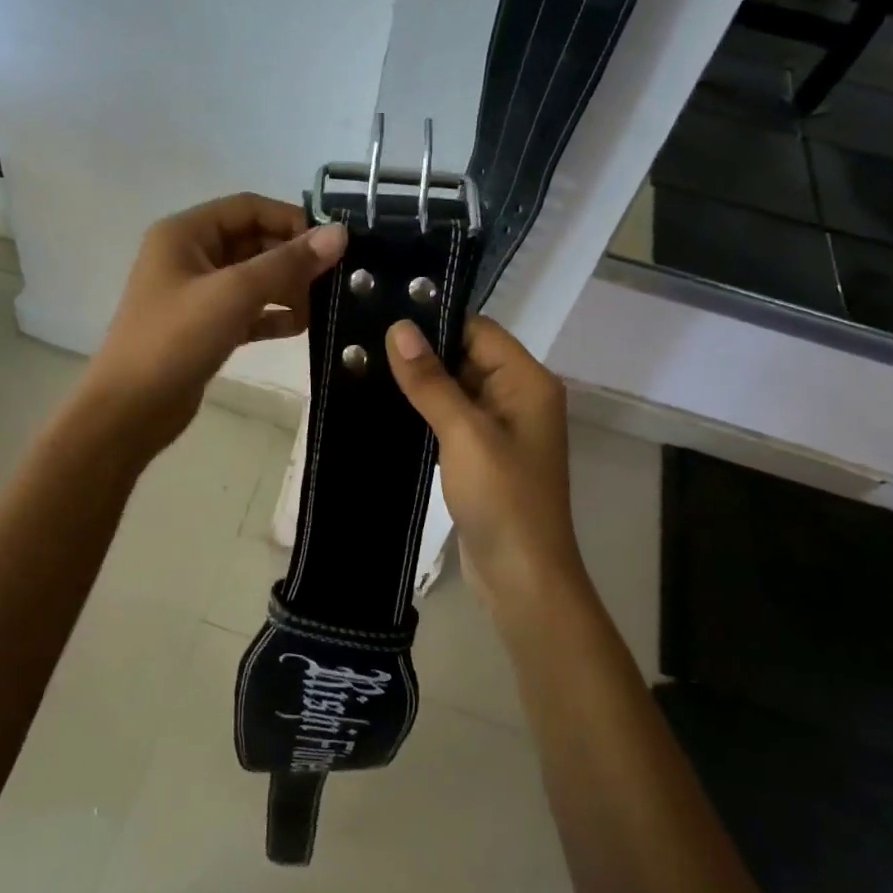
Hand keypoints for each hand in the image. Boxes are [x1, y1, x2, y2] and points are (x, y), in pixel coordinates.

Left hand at [82, 194, 347, 456]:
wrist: (130, 409)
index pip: (249, 208)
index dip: (291, 219)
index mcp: (186, 233)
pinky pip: (247, 310)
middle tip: (335, 278)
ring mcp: (196, 294)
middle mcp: (190, 255)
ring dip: (287, 287)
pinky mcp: (205, 328)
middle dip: (293, 258)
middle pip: (253, 241)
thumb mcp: (234, 293)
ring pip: (253, 278)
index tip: (333, 243)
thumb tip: (340, 233)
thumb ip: (288, 262)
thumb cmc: (176, 339)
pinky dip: (273, 315)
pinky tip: (302, 327)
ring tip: (323, 305)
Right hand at [384, 314, 585, 608]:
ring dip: (419, 383)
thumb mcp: (464, 433)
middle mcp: (518, 397)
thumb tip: (399, 328)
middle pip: (466, 356)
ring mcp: (500, 428)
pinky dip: (424, 412)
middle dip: (421, 352)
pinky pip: (451, 418)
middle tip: (365, 340)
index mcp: (527, 382)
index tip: (385, 314)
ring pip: (455, 388)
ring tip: (365, 367)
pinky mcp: (482, 454)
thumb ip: (431, 380)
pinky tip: (384, 406)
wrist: (522, 578)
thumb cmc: (502, 499)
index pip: (479, 330)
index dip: (436, 321)